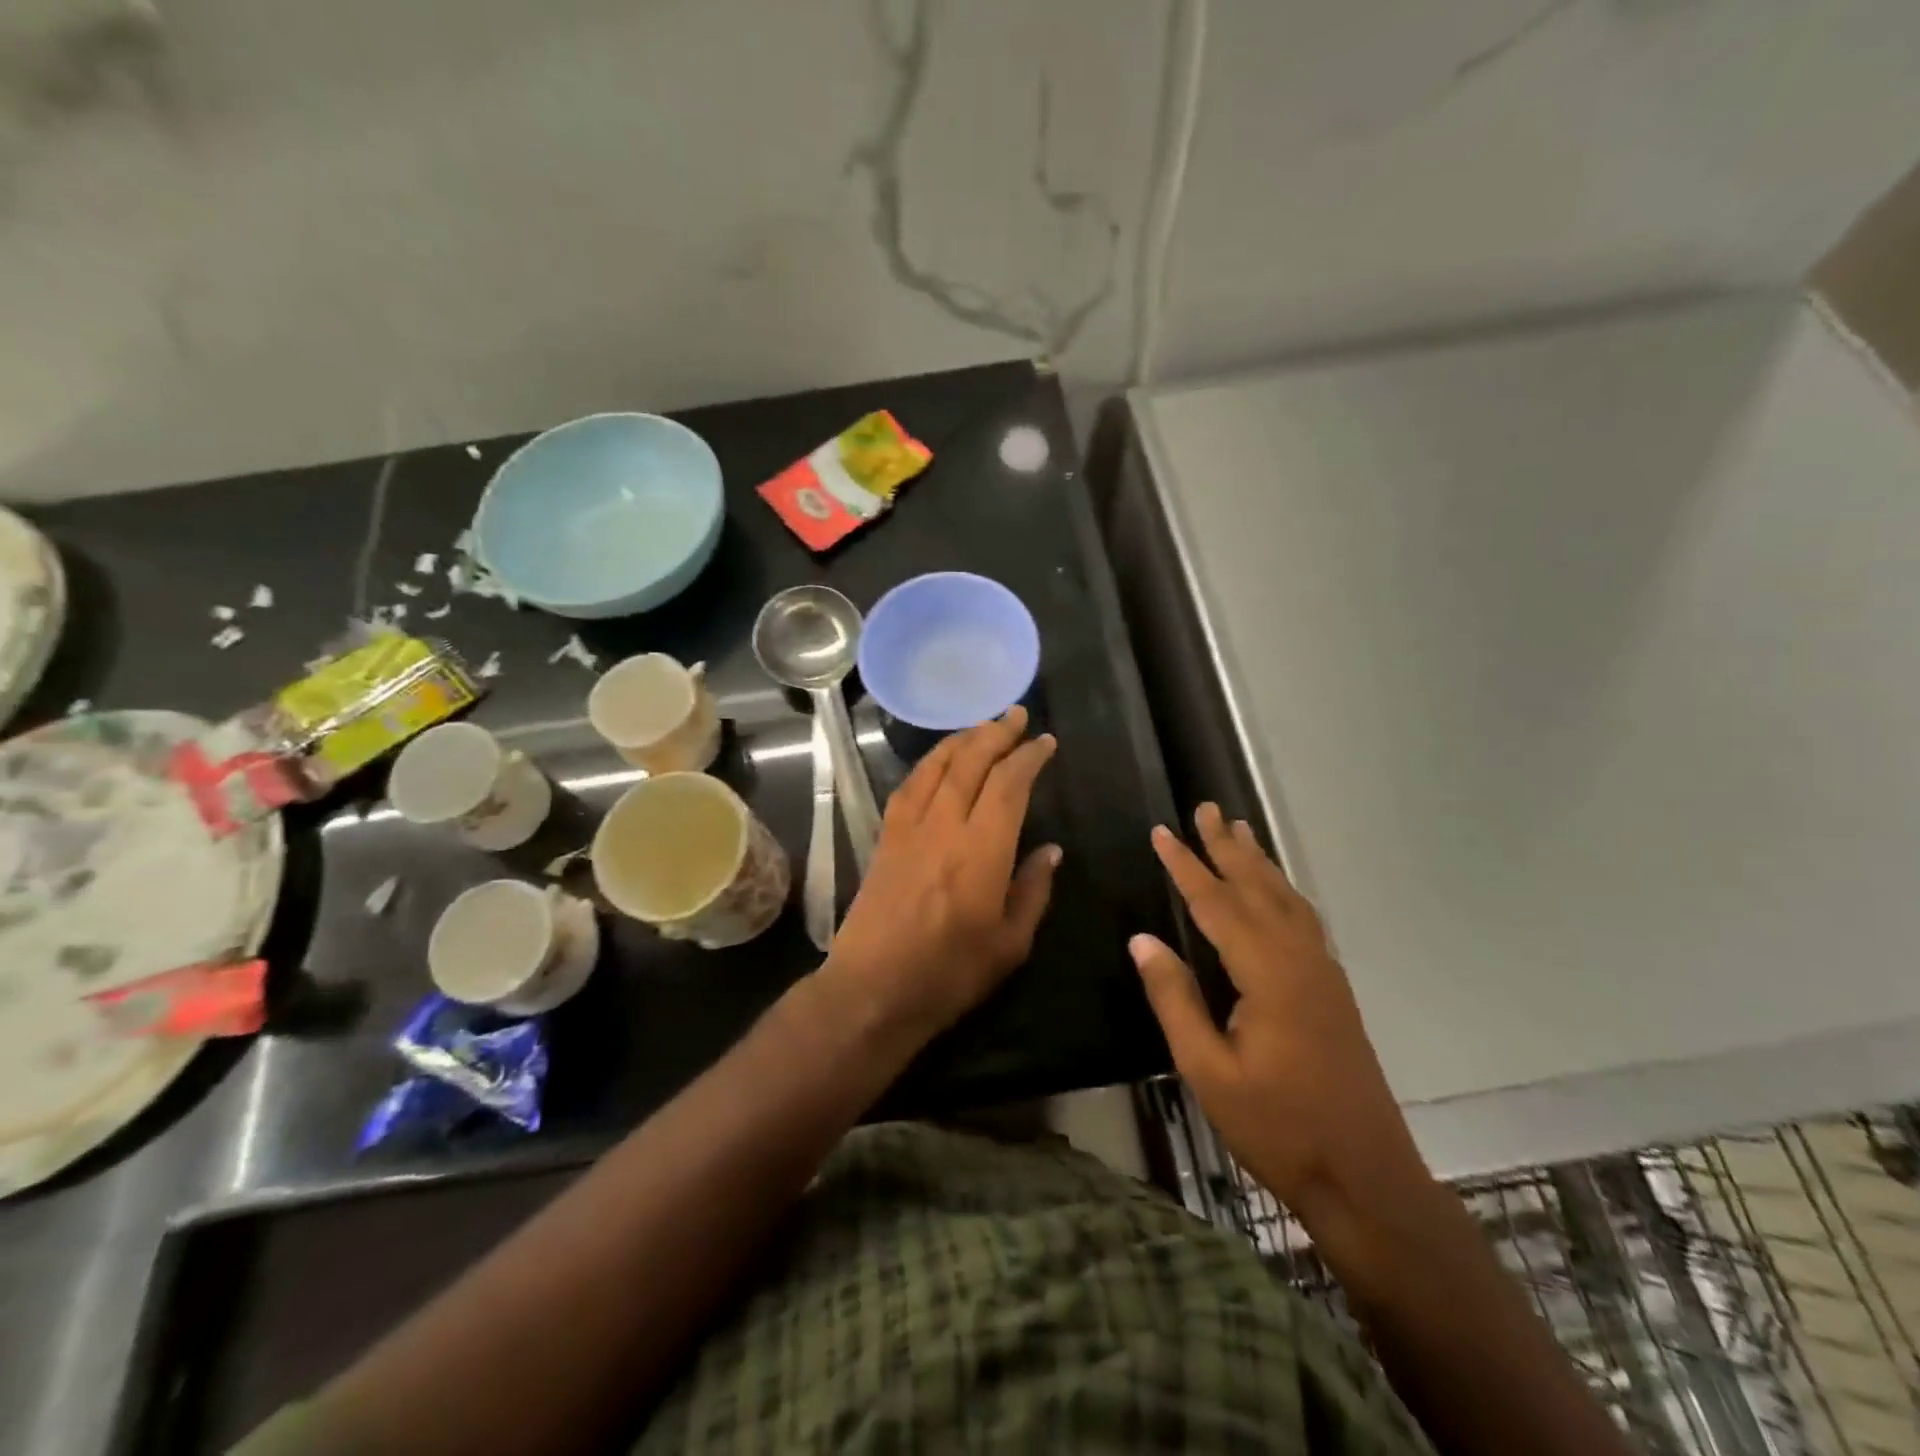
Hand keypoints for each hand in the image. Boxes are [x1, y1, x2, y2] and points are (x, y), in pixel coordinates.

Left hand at [819, 706, 1059, 1047]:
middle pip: (970, 763)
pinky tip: (938, 761)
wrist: (872, 990)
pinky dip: (928, 764)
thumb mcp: (1009, 944)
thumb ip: (1032, 891)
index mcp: (981, 852)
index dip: (1028, 758)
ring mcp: (908, 829)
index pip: (1008, 785)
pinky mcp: (885, 838)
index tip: (1045, 742)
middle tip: (1017, 715)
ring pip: (935, 767)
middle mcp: (943, 827)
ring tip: (983, 726)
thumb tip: (1050, 850)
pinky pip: (908, 786)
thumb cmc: (948, 975)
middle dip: (996, 732)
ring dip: (961, 740)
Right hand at [1130, 803, 1429, 1222]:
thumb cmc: (1277, 1126)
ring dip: (1259, 863)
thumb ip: (1174, 999)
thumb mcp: (1208, 1070)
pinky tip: (1275, 891)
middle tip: (1207, 808)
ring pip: (1286, 900)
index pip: (1217, 904)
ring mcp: (1323, 973)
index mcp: (1268, 974)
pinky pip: (1303, 920)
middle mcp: (1300, 960)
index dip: (1187, 866)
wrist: (1365, 1176)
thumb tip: (1142, 939)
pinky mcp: (1332, 990)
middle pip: (1258, 888)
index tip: (1162, 832)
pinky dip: (1283, 891)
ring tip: (1240, 830)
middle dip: (1228, 847)